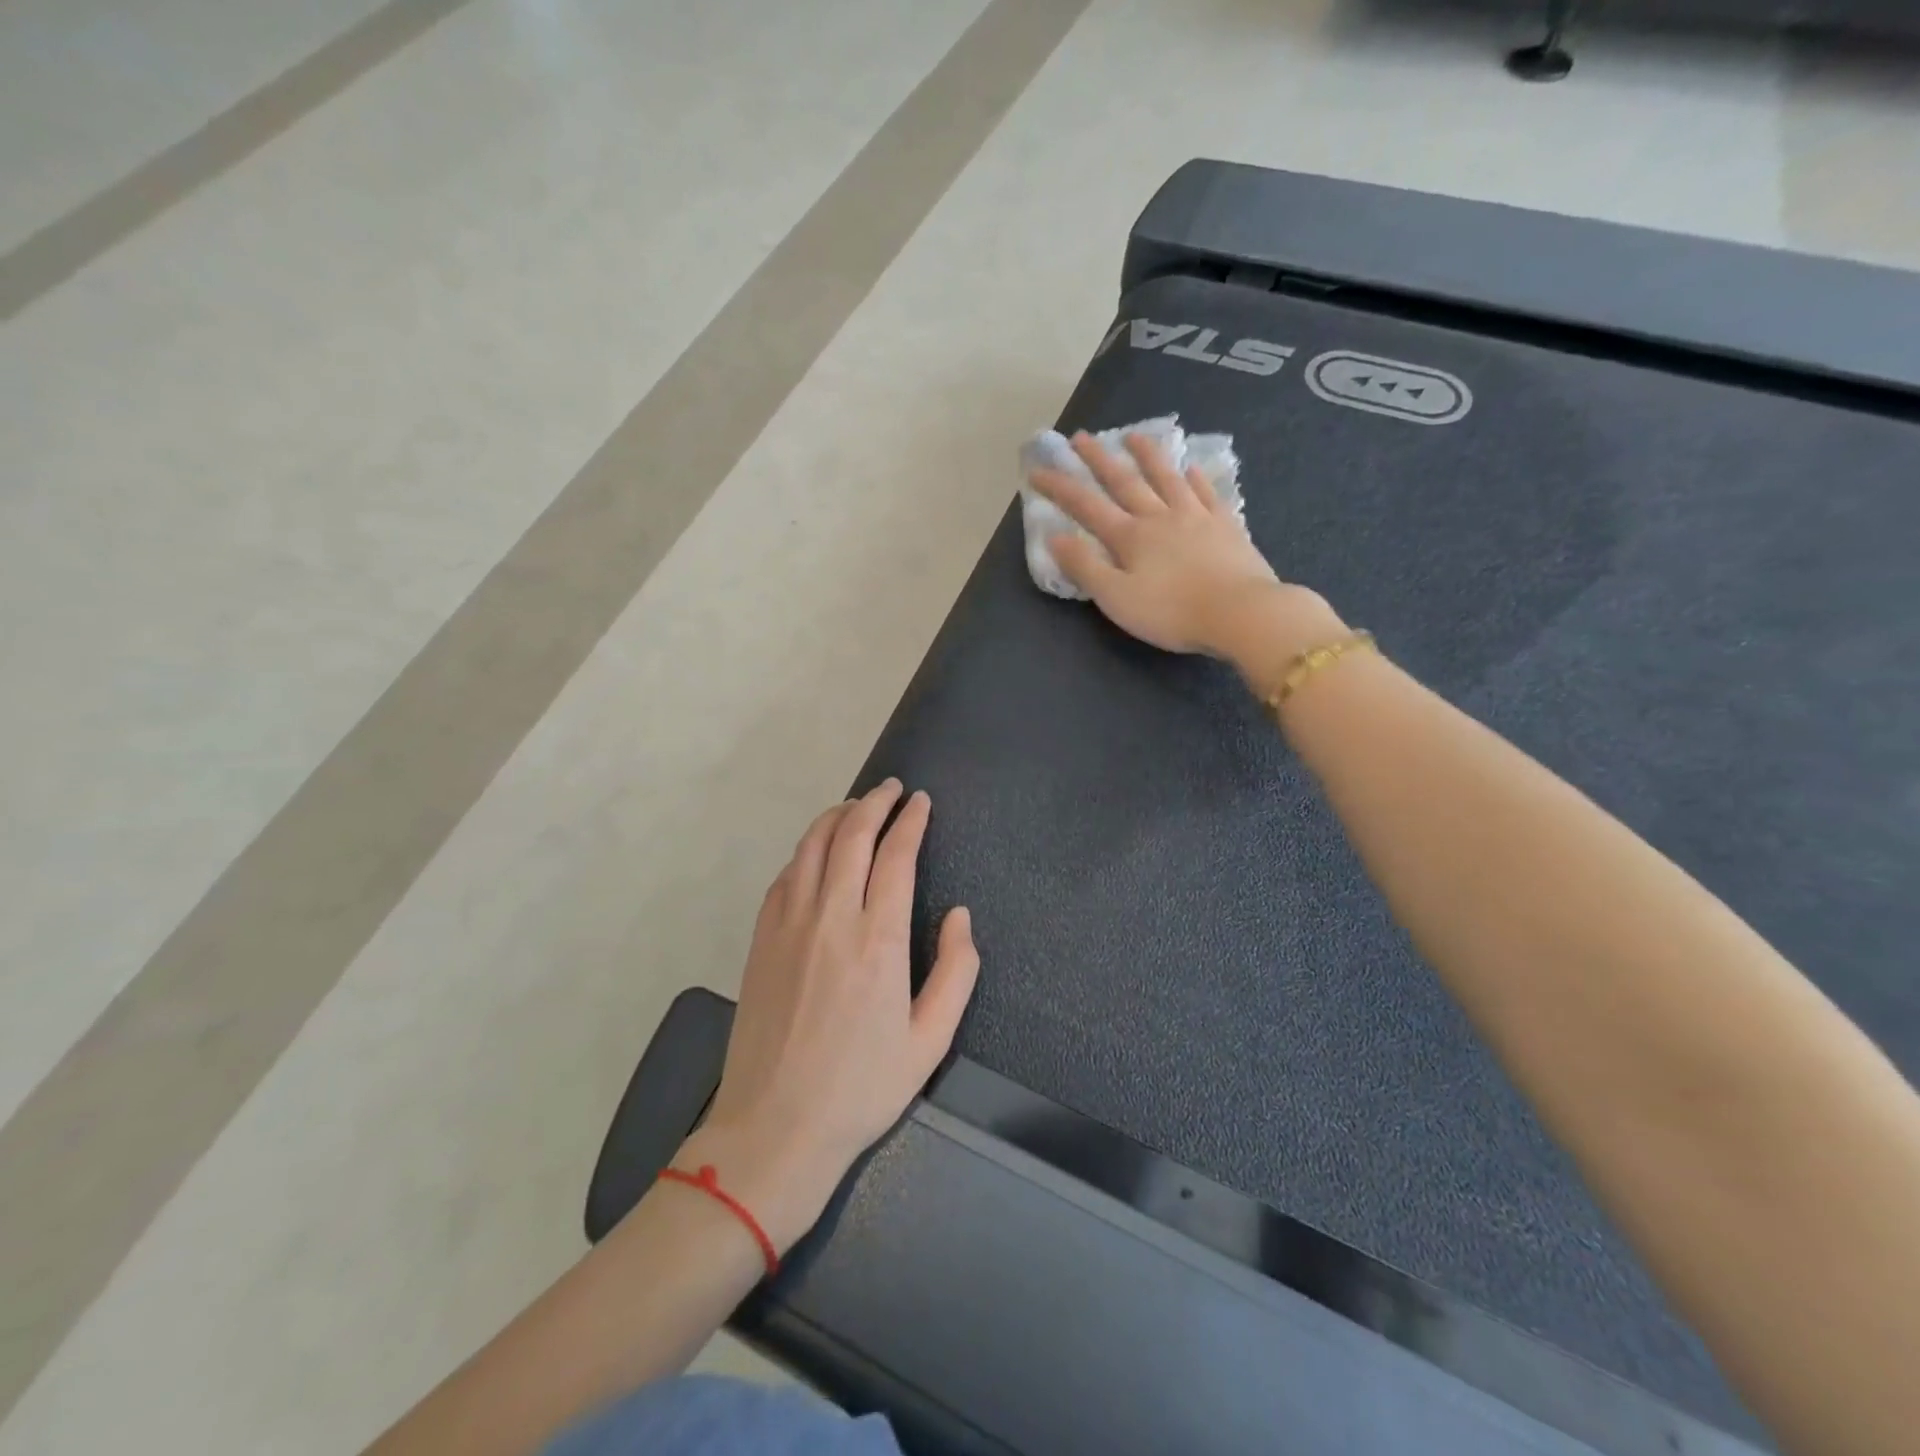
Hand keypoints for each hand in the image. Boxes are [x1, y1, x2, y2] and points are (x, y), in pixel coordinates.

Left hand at [685, 780, 979, 1251]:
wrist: (774, 1127)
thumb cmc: (861, 1088)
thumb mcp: (930, 1040)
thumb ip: (956, 971)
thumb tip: (959, 916)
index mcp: (878, 940)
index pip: (895, 856)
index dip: (910, 821)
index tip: (921, 802)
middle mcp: (830, 918)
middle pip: (851, 836)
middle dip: (874, 803)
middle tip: (892, 789)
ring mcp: (788, 925)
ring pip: (812, 847)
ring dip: (837, 817)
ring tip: (857, 806)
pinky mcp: (761, 939)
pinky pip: (786, 876)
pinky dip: (807, 850)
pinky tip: (817, 852)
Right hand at [1028, 432, 1345, 685]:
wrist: (1241, 613)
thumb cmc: (1172, 612)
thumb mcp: (1116, 598)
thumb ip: (1085, 567)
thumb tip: (1055, 537)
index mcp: (1130, 537)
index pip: (1086, 506)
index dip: (1060, 487)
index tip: (1038, 470)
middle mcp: (1160, 517)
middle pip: (1125, 481)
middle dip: (1099, 459)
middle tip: (1081, 437)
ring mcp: (1196, 517)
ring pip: (1167, 478)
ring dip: (1148, 456)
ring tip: (1134, 435)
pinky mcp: (1227, 526)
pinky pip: (1207, 494)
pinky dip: (1196, 479)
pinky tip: (1192, 469)